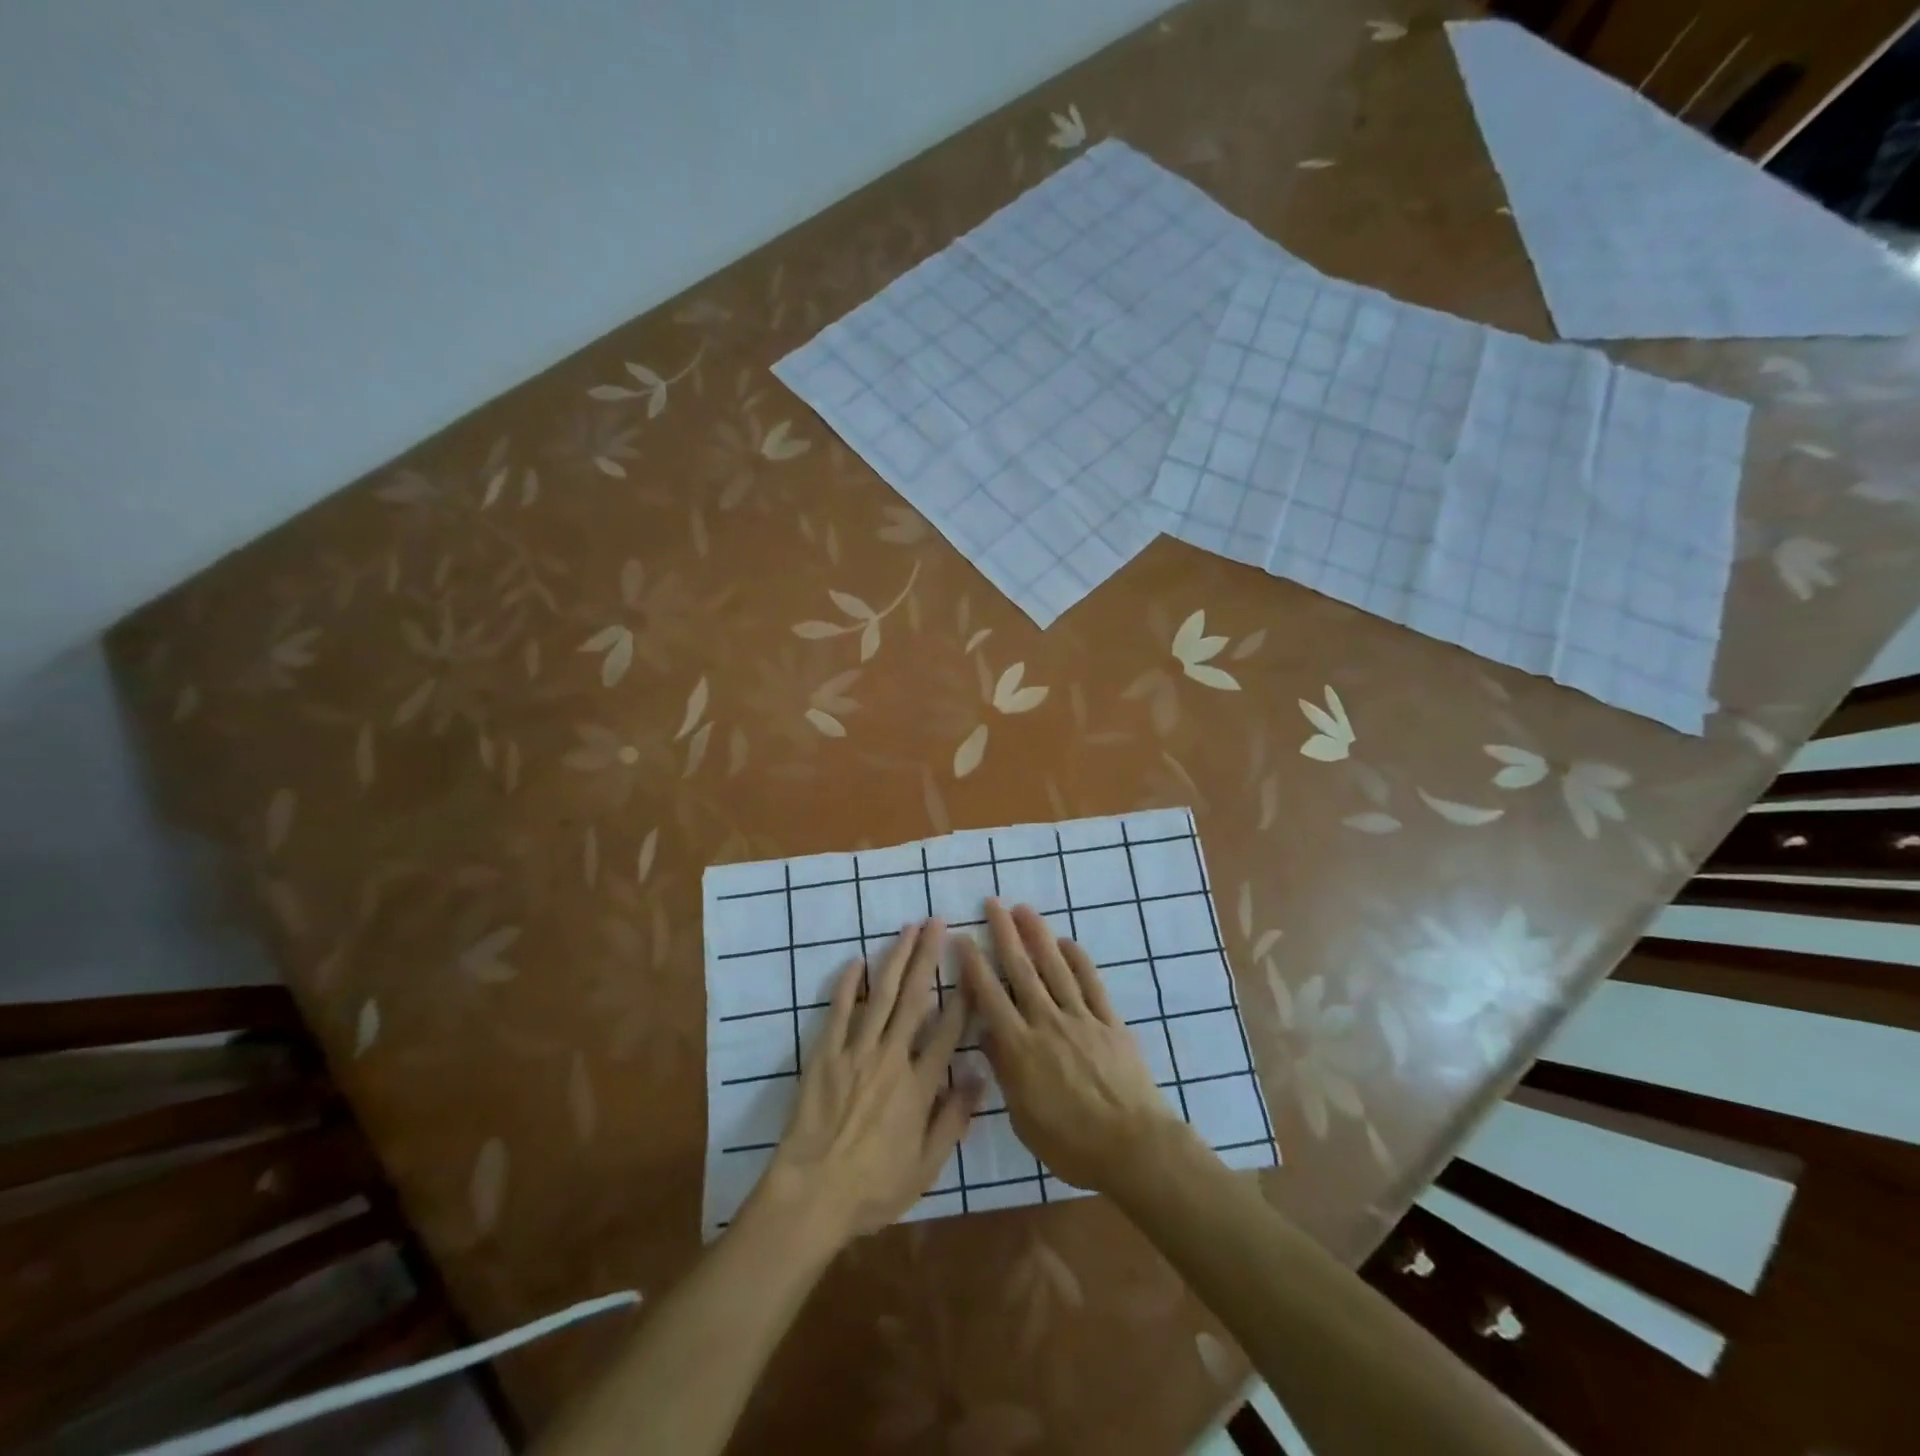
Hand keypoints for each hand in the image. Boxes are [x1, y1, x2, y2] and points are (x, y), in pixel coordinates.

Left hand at [749, 920, 979, 1247]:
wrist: (811, 1196)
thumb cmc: (873, 1188)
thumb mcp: (926, 1166)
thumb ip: (954, 1119)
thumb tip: (979, 1075)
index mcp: (919, 1085)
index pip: (948, 1029)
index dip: (963, 994)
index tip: (972, 963)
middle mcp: (891, 1058)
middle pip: (914, 997)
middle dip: (927, 956)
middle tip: (937, 923)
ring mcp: (855, 1052)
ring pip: (880, 995)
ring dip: (895, 958)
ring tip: (908, 929)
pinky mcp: (824, 1055)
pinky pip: (838, 1012)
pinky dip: (847, 985)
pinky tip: (856, 960)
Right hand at [958, 899, 1193, 1195]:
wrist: (1133, 1147)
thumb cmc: (1071, 1144)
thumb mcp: (1024, 1119)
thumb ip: (1005, 1072)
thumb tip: (989, 1036)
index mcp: (1021, 1048)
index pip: (990, 997)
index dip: (974, 965)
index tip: (962, 938)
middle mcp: (1047, 1022)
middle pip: (1022, 970)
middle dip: (1005, 934)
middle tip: (993, 904)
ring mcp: (1081, 1018)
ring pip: (1055, 967)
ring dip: (1038, 935)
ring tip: (1025, 910)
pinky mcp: (1110, 1022)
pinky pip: (1091, 983)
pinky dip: (1078, 960)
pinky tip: (1067, 943)